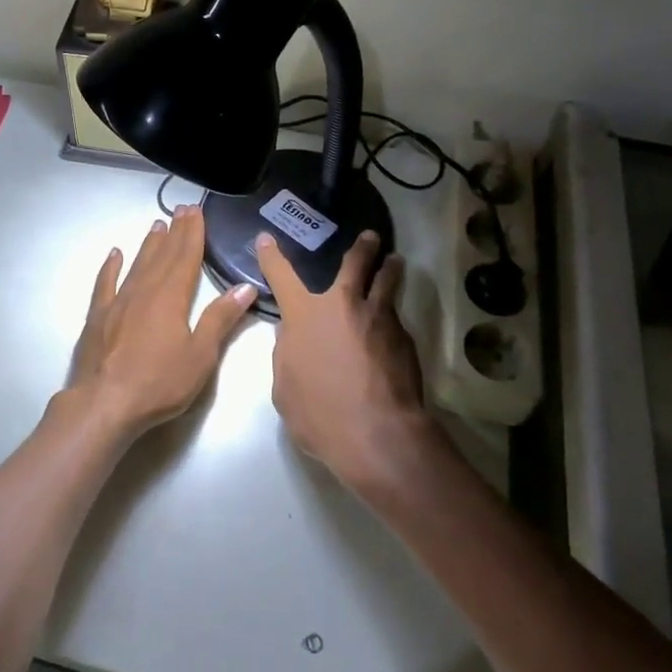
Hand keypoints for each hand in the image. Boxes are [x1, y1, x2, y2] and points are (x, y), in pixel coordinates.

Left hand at [56, 204, 256, 443]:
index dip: (193, 233)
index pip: (186, 257)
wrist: (104, 403)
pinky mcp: (97, 317)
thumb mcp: (200, 355)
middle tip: (181, 209)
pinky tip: (114, 255)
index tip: (196, 212)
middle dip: (174, 232)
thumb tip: (244, 287)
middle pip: (163, 255)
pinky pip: (105, 284)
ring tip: (157, 224)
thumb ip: (220, 319)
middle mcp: (144, 291)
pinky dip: (111, 268)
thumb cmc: (159, 383)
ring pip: (137, 264)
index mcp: (171, 297)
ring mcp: (117, 303)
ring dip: (149, 244)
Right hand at [255, 229, 430, 491]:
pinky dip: (392, 318)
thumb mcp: (284, 386)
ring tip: (395, 262)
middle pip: (354, 264)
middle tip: (370, 238)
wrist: (377, 433)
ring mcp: (378, 318)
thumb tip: (293, 337)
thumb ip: (287, 354)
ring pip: (386, 282)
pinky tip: (394, 330)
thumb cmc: (319, 414)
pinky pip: (396, 319)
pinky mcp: (405, 338)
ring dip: (390, 268)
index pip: (281, 275)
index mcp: (304, 315)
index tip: (266, 239)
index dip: (272, 256)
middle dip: (361, 248)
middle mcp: (342, 305)